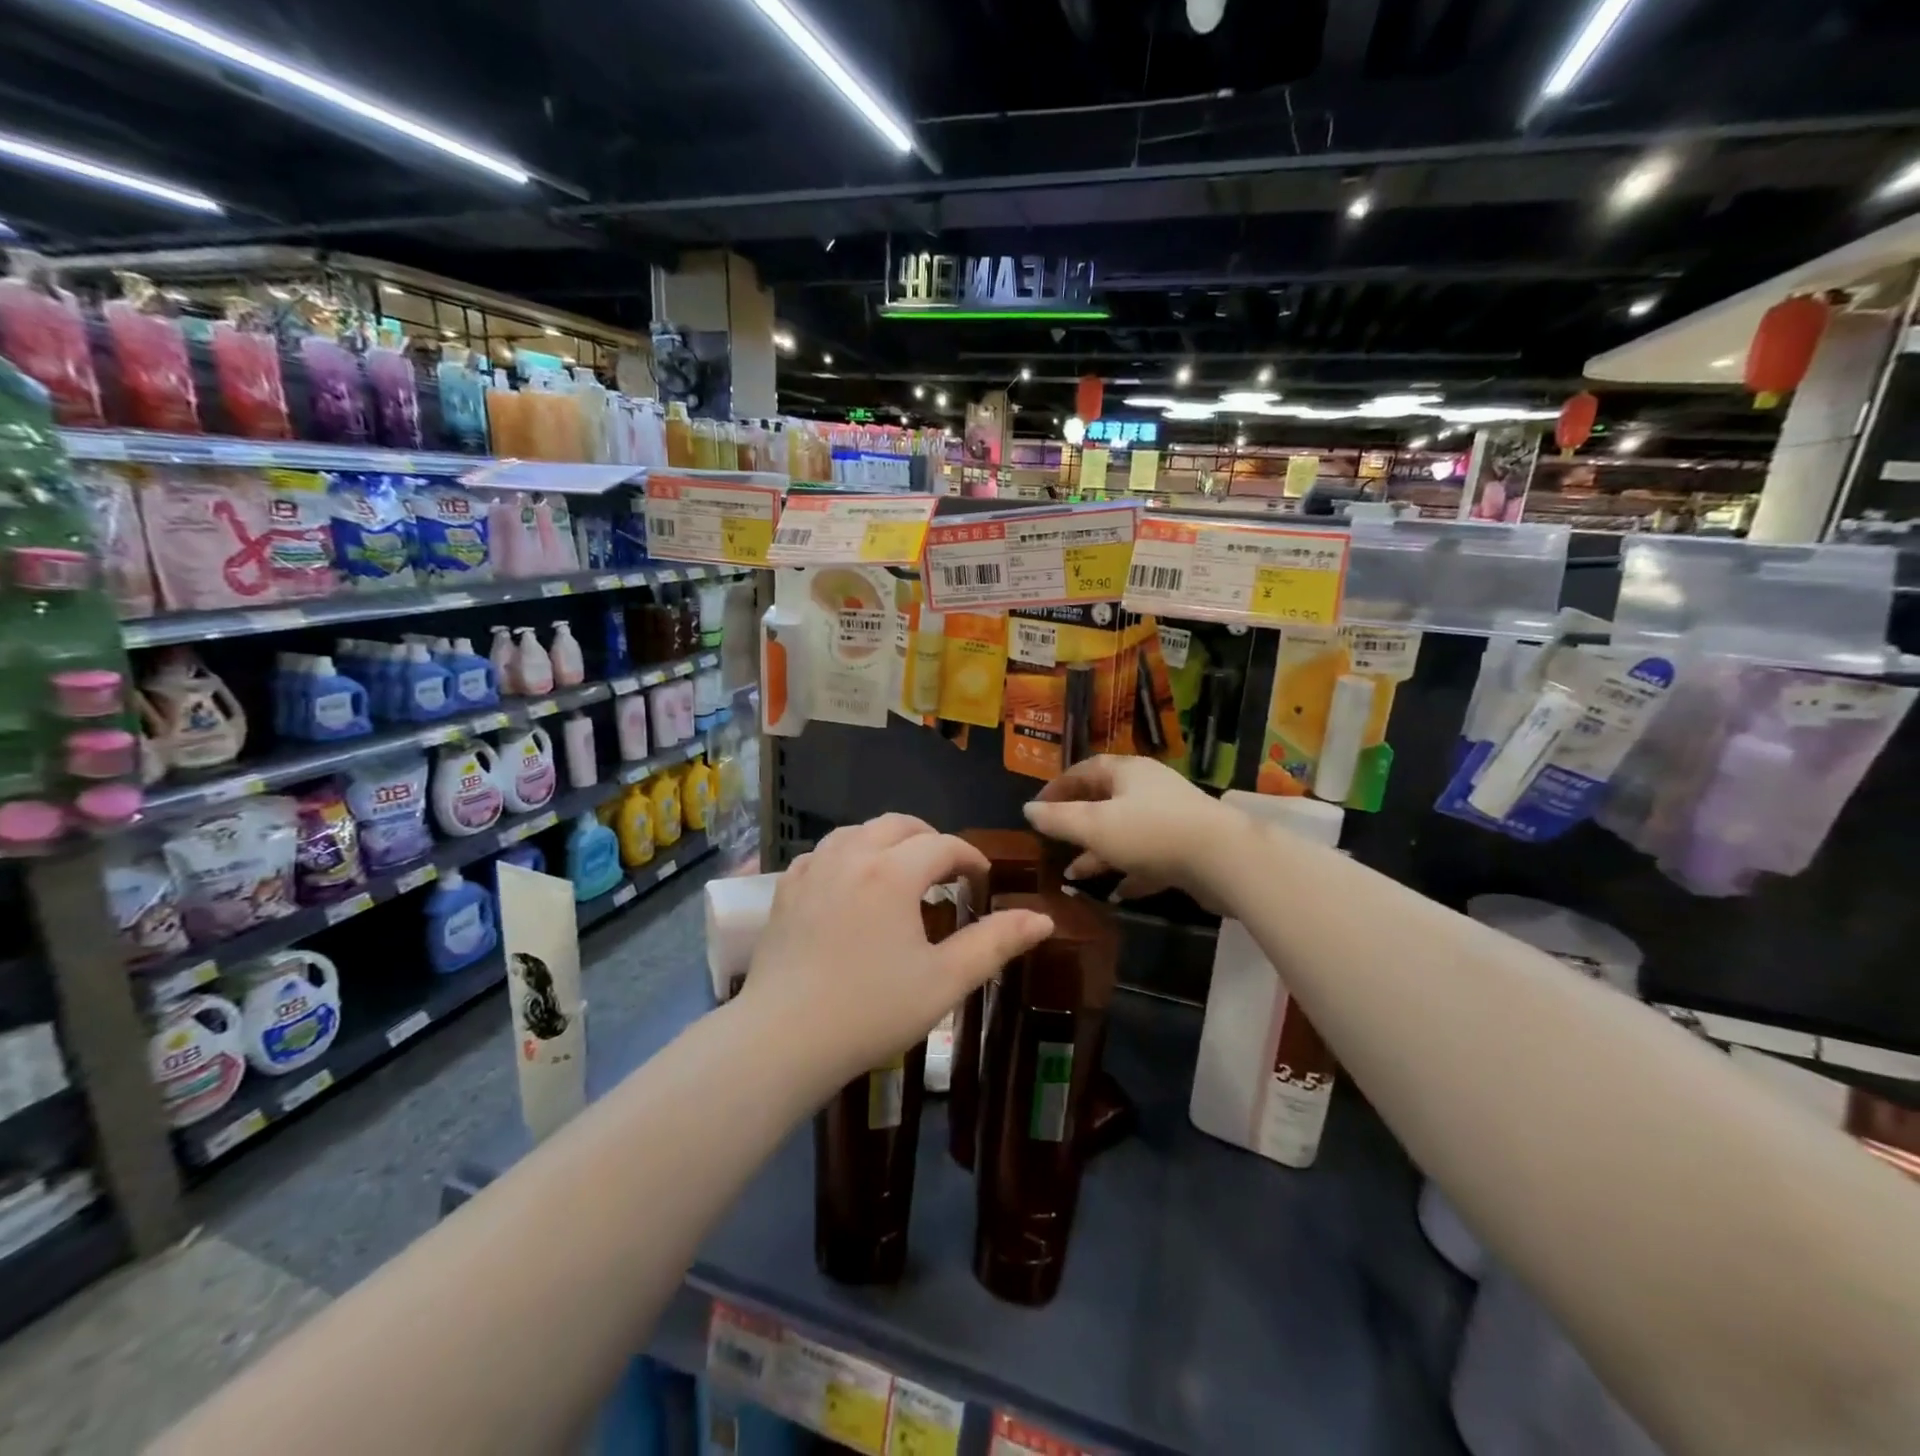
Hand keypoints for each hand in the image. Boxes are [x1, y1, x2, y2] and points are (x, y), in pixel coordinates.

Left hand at [741, 815, 1053, 1086]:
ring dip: (887, 841)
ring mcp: (813, 870)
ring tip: (902, 870)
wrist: (783, 1039)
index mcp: (892, 872)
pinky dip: (848, 854)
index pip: (943, 845)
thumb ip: (995, 943)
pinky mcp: (786, 890)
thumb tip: (1041, 918)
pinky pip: (824, 852)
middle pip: (898, 825)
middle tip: (946, 870)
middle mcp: (851, 856)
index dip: (969, 857)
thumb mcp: (945, 981)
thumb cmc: (871, 1010)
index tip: (982, 879)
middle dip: (929, 839)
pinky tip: (851, 882)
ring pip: (858, 831)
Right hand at [1023, 756, 1239, 906]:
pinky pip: (1148, 857)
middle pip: (1104, 801)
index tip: (1036, 808)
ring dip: (1099, 853)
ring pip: (1124, 833)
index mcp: (1126, 772)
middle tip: (1054, 843)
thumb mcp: (1094, 826)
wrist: (1224, 859)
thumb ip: (1058, 819)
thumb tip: (1027, 809)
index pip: (1084, 770)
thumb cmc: (1150, 833)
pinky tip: (1116, 893)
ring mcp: (1169, 818)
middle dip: (1076, 824)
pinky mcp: (1186, 848)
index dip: (1058, 787)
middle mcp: (1148, 789)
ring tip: (1074, 876)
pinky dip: (1129, 871)